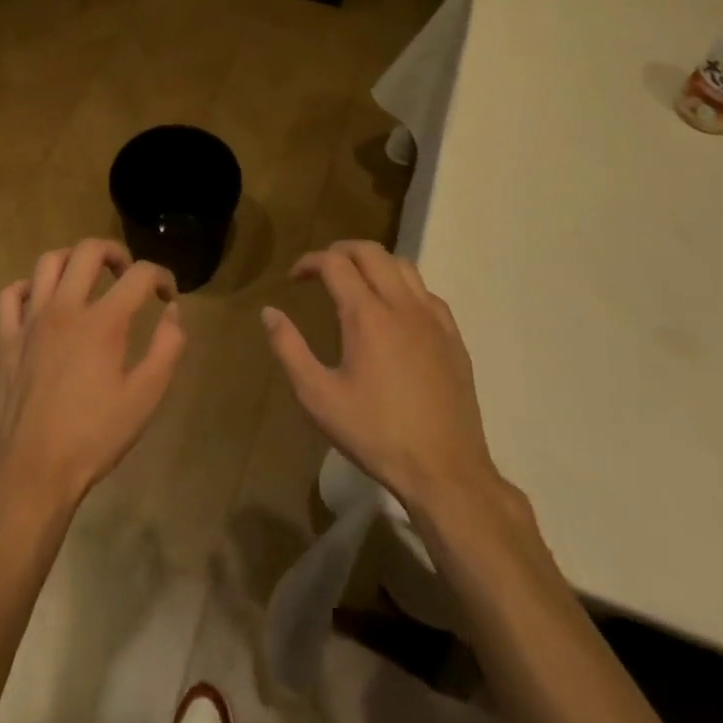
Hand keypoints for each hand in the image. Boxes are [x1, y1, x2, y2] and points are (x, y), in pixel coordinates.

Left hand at [0, 239, 185, 510]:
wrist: (33, 472)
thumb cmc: (94, 437)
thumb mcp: (146, 397)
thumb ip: (168, 347)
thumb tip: (172, 311)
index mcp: (103, 322)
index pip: (139, 274)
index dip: (161, 276)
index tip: (167, 295)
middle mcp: (65, 309)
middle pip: (88, 251)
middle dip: (115, 252)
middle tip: (126, 274)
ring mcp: (30, 321)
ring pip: (48, 262)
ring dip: (73, 260)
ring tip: (87, 278)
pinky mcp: (5, 339)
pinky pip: (11, 294)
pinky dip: (29, 287)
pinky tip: (42, 301)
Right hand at [263, 241, 502, 519]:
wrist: (445, 471)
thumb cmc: (375, 434)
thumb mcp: (318, 397)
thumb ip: (289, 349)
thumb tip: (269, 312)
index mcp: (366, 314)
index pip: (335, 262)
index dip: (310, 261)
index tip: (294, 278)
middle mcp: (401, 304)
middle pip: (370, 251)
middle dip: (341, 251)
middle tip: (322, 271)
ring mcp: (433, 318)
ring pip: (403, 265)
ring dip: (374, 263)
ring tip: (356, 283)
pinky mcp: (453, 337)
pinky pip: (426, 292)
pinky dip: (403, 286)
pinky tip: (395, 312)